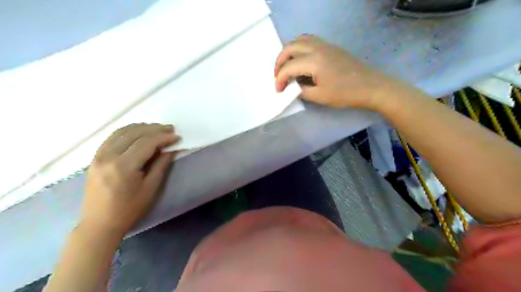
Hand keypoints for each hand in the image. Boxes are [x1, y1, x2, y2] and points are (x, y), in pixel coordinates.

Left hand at [80, 123, 180, 233]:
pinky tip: (138, 132)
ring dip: (141, 127)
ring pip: (122, 132)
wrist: (100, 223)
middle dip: (154, 129)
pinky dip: (127, 131)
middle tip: (170, 129)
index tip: (177, 136)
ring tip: (157, 128)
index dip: (163, 137)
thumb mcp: (151, 188)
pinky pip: (112, 137)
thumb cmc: (129, 208)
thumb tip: (171, 149)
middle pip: (134, 133)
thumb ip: (161, 164)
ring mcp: (98, 155)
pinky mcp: (95, 157)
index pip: (146, 143)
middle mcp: (108, 156)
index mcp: (123, 166)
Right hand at [277, 36, 394, 109]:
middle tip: (278, 76)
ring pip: (299, 40)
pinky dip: (299, 48)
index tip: (279, 91)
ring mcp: (325, 45)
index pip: (288, 67)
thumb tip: (292, 87)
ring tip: (286, 66)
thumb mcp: (319, 97)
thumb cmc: (345, 94)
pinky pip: (309, 41)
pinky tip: (300, 60)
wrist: (371, 86)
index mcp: (313, 61)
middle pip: (290, 47)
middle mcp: (317, 48)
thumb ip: (301, 91)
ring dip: (289, 51)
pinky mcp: (331, 47)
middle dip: (279, 61)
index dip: (280, 79)